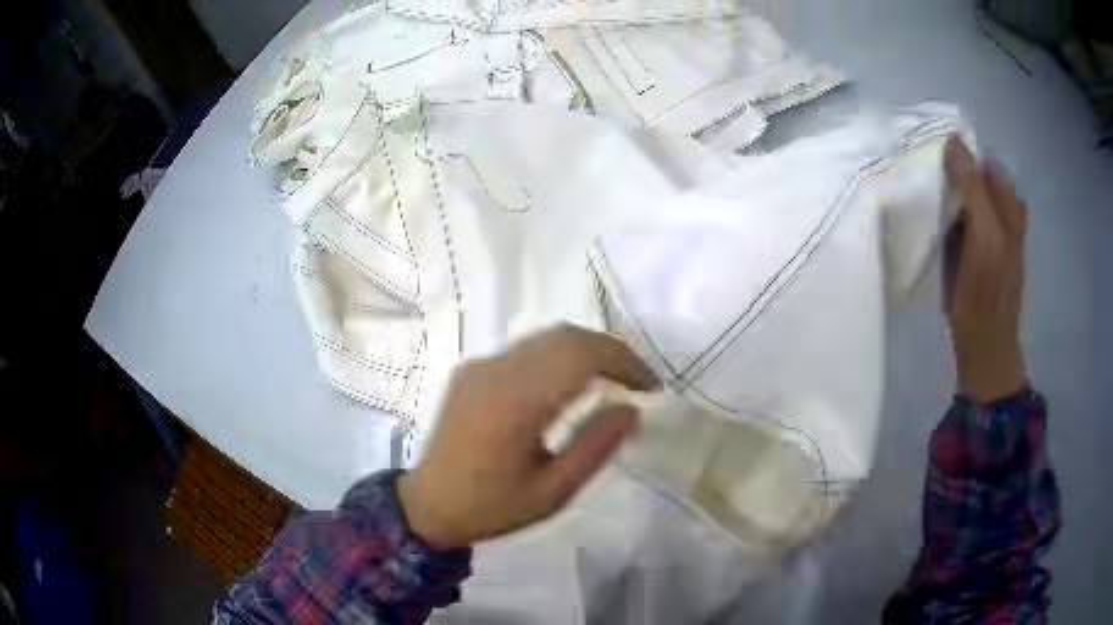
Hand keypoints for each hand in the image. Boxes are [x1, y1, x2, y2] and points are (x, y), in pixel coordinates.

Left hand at [397, 326, 659, 549]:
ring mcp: (479, 366)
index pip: (581, 355)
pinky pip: (525, 350)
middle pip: (566, 336)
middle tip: (638, 383)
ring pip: (546, 338)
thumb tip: (632, 409)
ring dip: (586, 351)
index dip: (624, 362)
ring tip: (613, 382)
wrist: (427, 506)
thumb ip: (595, 447)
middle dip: (611, 351)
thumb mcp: (553, 492)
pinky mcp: (471, 370)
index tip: (651, 388)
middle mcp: (495, 371)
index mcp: (515, 403)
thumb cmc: (492, 507)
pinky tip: (570, 386)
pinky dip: (559, 357)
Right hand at [943, 137, 1028, 403]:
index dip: (959, 155)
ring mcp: (987, 231)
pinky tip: (932, 218)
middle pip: (974, 175)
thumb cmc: (986, 291)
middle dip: (950, 171)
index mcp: (1008, 204)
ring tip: (924, 192)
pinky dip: (945, 211)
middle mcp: (1001, 212)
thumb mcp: (985, 234)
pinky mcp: (974, 249)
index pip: (981, 160)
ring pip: (965, 195)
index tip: (932, 157)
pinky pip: (958, 216)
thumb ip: (972, 187)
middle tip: (925, 175)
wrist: (982, 343)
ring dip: (946, 190)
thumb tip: (953, 141)